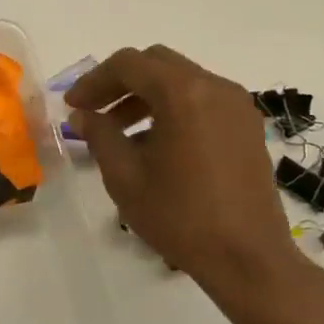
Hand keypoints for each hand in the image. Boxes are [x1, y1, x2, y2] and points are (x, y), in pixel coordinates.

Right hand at [66, 45, 313, 305]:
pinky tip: (156, 144)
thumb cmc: (181, 217)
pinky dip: (173, 108)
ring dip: (146, 95)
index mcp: (183, 93)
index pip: (128, 65)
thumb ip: (100, 135)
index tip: (73, 106)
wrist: (249, 260)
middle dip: (120, 83)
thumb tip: (83, 116)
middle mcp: (214, 86)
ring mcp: (236, 105)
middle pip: (156, 64)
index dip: (94, 81)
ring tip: (120, 132)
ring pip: (180, 80)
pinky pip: (202, 100)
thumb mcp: (125, 177)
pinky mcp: (247, 126)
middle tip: (95, 111)